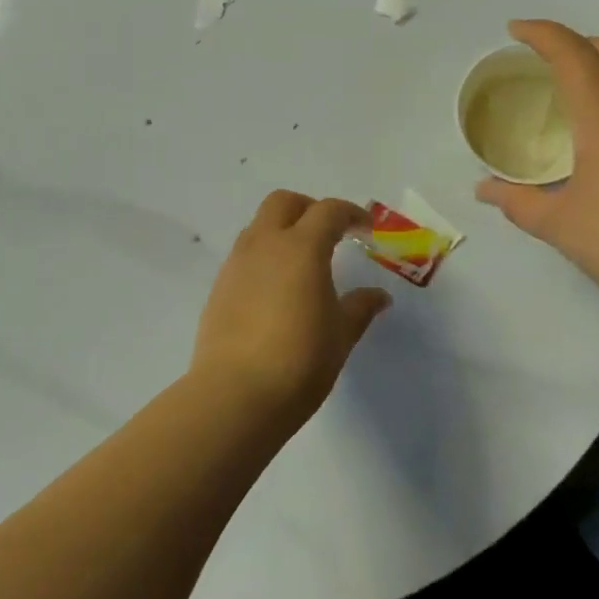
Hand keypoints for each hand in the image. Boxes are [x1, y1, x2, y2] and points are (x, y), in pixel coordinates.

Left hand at [190, 191, 391, 431]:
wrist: (235, 396)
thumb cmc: (299, 362)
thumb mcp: (341, 335)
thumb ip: (360, 308)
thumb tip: (379, 296)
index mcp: (301, 248)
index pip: (328, 211)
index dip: (351, 214)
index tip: (366, 230)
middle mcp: (264, 245)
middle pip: (283, 202)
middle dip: (309, 209)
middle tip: (330, 234)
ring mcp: (236, 264)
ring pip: (259, 226)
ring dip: (282, 230)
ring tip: (302, 262)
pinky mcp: (219, 287)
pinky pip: (244, 254)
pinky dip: (264, 256)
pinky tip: (276, 289)